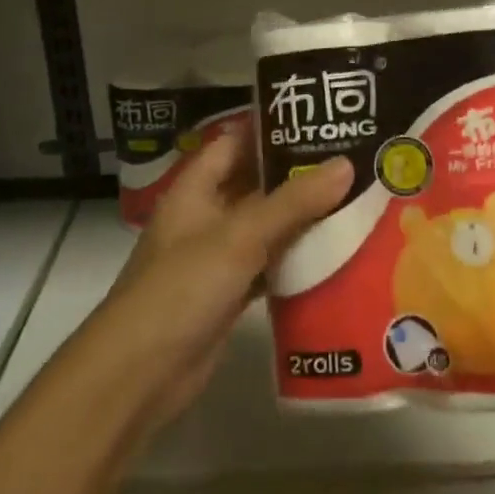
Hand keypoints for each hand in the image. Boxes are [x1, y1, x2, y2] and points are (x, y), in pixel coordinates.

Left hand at [96, 129, 352, 431]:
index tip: (318, 117)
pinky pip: (270, 265)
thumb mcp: (240, 236)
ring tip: (356, 197)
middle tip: (351, 157)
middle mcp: (206, 217)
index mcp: (196, 189)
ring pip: (267, 226)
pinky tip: (337, 252)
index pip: (236, 142)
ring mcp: (217, 258)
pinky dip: (297, 258)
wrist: (138, 376)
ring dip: (302, 216)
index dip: (272, 128)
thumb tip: (347, 164)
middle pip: (256, 183)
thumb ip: (294, 201)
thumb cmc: (182, 288)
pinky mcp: (230, 294)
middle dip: (298, 173)